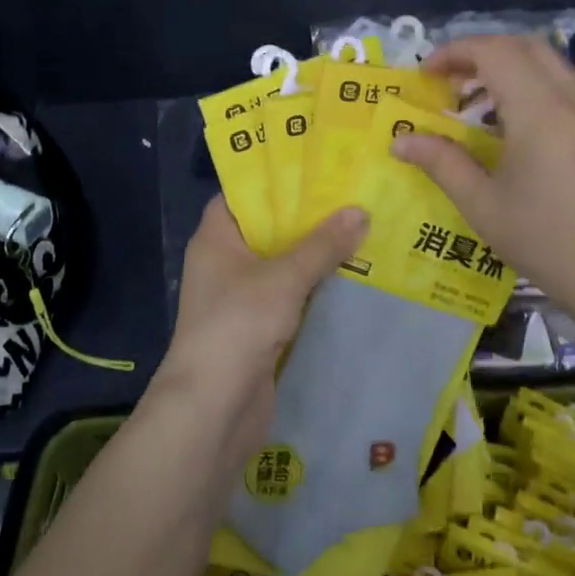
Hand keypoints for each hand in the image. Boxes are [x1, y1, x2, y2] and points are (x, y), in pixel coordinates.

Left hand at [150, 198, 366, 466]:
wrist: (213, 407)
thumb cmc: (238, 324)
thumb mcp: (284, 278)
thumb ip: (322, 245)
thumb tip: (360, 211)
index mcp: (216, 238)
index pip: (240, 195)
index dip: (273, 180)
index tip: (313, 168)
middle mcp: (224, 263)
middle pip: (267, 229)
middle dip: (306, 218)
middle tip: (350, 196)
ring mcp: (240, 298)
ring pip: (282, 265)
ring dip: (315, 255)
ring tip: (361, 229)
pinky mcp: (257, 328)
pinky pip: (289, 297)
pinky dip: (314, 288)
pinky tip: (352, 277)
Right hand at [392, 35, 574, 320]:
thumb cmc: (547, 242)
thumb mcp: (483, 205)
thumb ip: (441, 163)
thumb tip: (400, 140)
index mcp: (539, 113)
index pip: (494, 52)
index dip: (455, 51)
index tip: (426, 74)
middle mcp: (571, 102)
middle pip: (525, 47)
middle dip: (481, 52)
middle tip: (449, 82)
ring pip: (549, 66)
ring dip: (508, 69)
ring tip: (476, 106)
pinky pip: (565, 90)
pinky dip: (532, 89)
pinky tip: (513, 132)